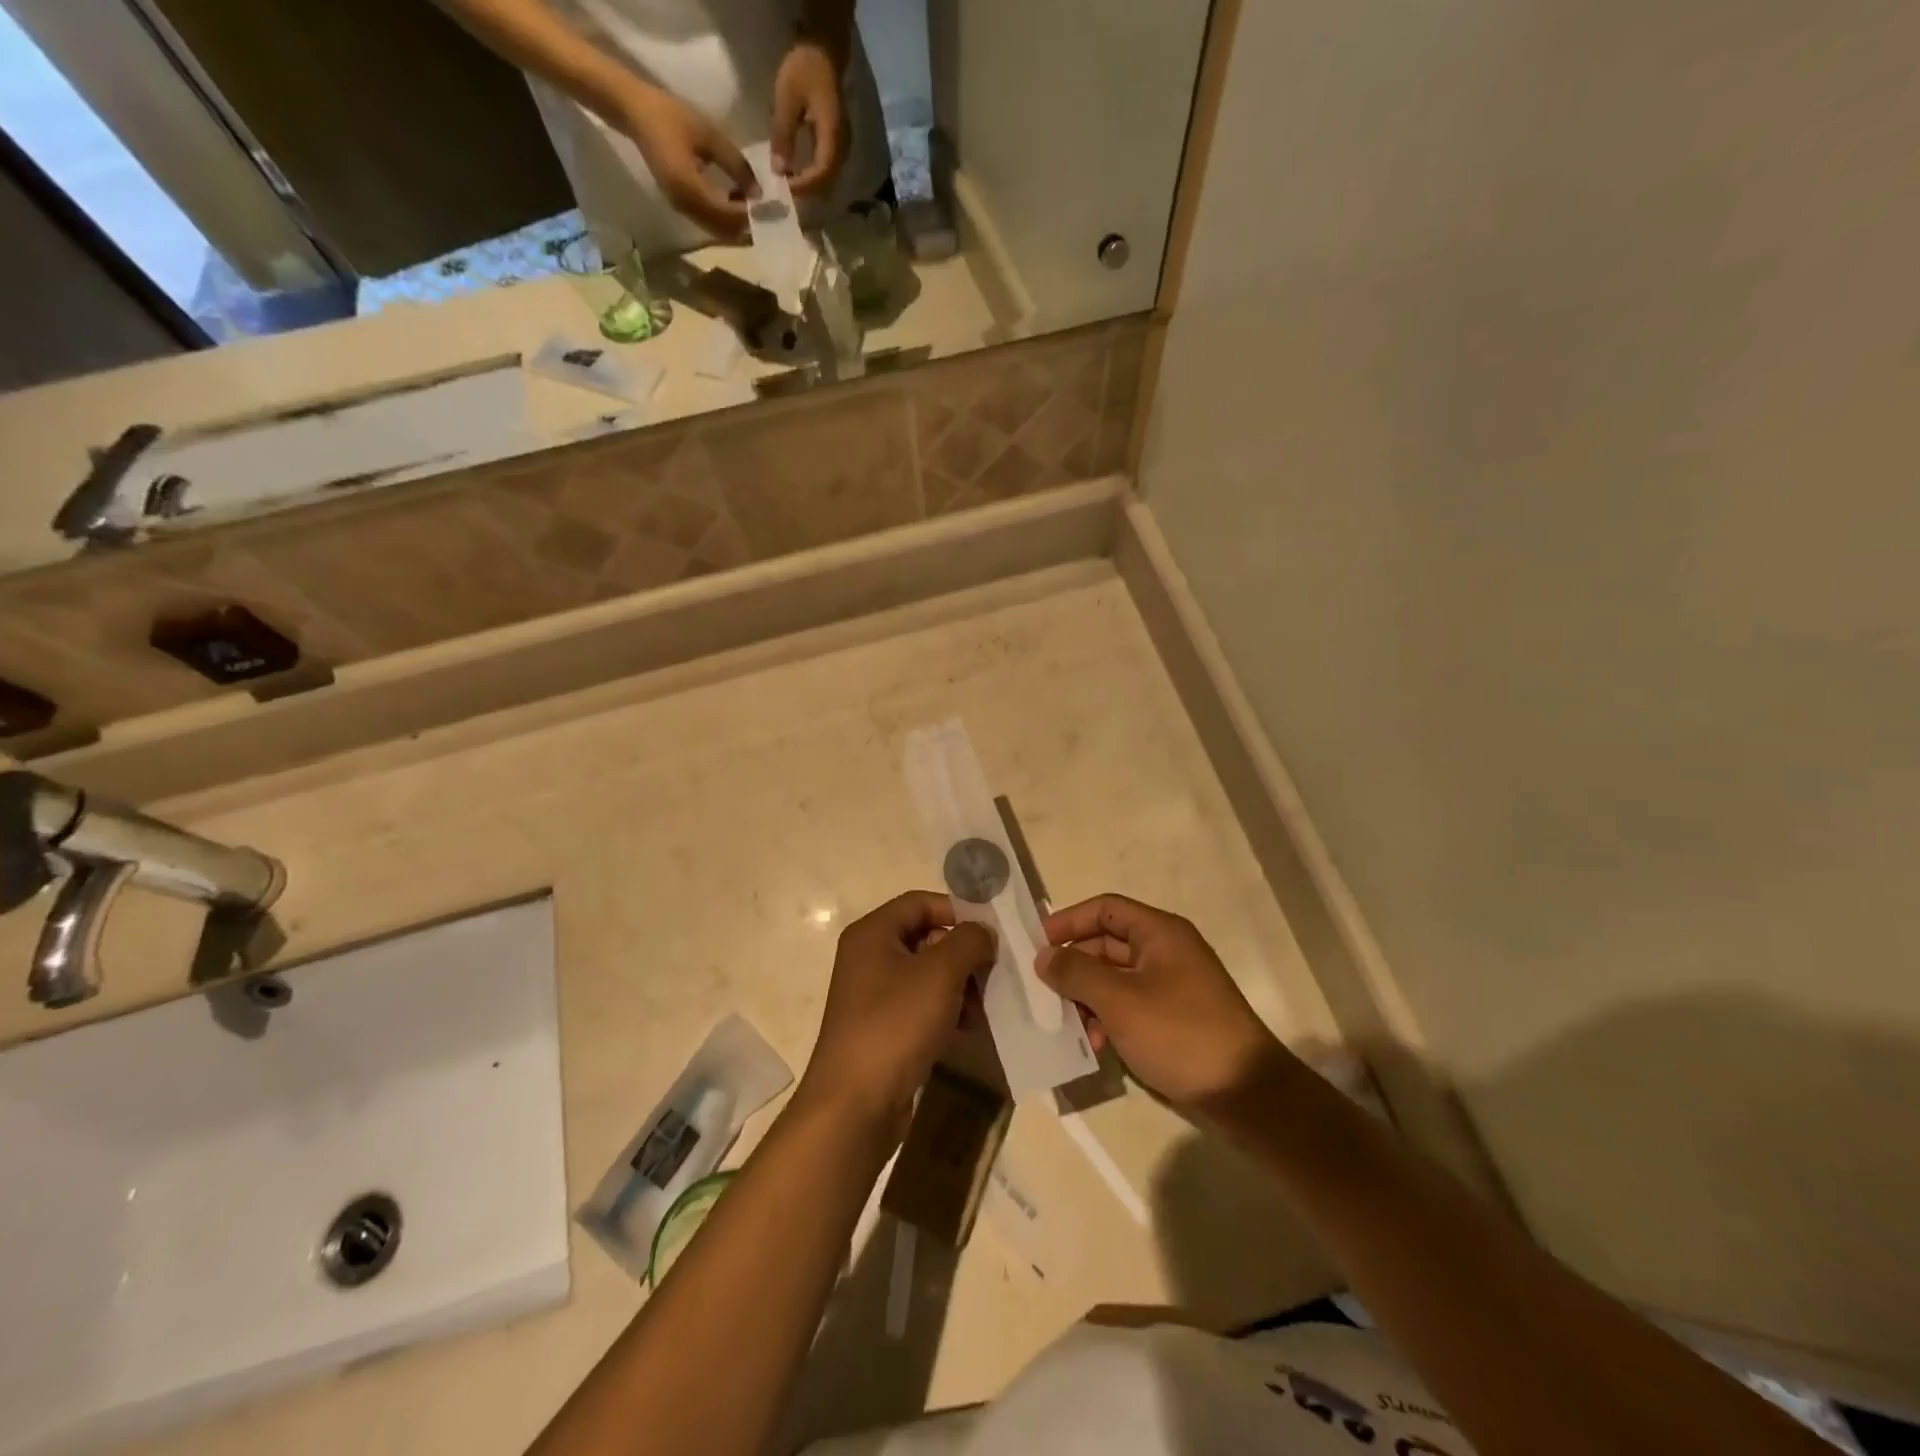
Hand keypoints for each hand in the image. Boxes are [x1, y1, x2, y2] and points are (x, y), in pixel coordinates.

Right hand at [621, 85, 756, 238]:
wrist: (634, 112)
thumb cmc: (670, 116)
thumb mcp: (709, 135)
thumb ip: (736, 165)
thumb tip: (759, 193)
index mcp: (690, 189)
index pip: (729, 214)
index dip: (751, 215)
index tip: (771, 209)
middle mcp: (686, 207)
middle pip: (725, 231)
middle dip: (748, 227)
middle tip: (769, 216)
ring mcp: (682, 209)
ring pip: (718, 231)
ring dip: (738, 226)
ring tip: (756, 210)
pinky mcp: (681, 206)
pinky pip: (709, 223)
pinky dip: (726, 220)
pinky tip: (737, 203)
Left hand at [771, 39, 847, 197]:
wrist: (823, 50)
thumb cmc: (805, 69)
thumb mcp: (787, 98)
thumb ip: (783, 135)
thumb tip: (778, 171)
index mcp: (833, 136)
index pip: (822, 173)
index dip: (804, 185)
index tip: (784, 188)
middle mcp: (842, 148)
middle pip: (827, 182)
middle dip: (806, 191)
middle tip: (784, 193)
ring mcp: (842, 147)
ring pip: (828, 179)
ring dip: (809, 186)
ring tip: (789, 187)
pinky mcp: (837, 145)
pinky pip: (826, 170)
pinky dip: (812, 177)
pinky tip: (797, 175)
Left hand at [801, 892, 995, 1130]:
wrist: (855, 1104)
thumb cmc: (895, 1024)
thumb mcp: (940, 973)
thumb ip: (969, 941)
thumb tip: (983, 932)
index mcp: (873, 933)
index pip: (920, 902)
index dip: (957, 910)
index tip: (992, 931)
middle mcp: (869, 957)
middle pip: (926, 938)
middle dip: (964, 953)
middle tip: (996, 971)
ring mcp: (874, 995)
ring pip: (928, 975)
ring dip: (961, 985)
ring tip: (989, 1005)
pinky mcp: (884, 1028)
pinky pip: (922, 1006)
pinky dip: (948, 1011)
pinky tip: (973, 1027)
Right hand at [1037, 894, 1289, 1108]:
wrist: (1246, 1094)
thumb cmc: (1180, 1034)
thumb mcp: (1120, 1000)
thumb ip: (1076, 972)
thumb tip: (1044, 956)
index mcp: (1160, 933)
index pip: (1106, 909)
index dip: (1069, 920)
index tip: (1038, 944)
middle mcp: (1166, 952)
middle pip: (1107, 943)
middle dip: (1074, 965)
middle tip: (1042, 989)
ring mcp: (1170, 986)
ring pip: (1114, 978)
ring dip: (1087, 997)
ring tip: (1068, 1024)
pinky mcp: (1172, 1019)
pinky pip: (1128, 1005)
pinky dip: (1107, 1018)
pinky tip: (1094, 1045)